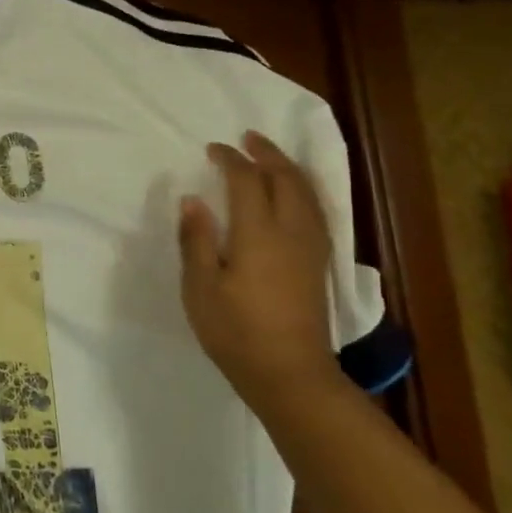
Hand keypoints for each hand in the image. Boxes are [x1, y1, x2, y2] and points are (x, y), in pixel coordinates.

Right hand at [179, 131, 343, 402]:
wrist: (289, 374)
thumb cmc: (235, 331)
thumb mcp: (200, 287)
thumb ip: (196, 240)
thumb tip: (193, 200)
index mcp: (258, 234)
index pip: (247, 181)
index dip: (230, 160)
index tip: (213, 149)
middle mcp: (291, 232)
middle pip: (285, 179)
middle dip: (266, 154)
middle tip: (248, 138)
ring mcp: (310, 248)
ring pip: (306, 193)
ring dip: (288, 168)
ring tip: (270, 157)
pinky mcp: (318, 264)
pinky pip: (315, 210)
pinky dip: (302, 190)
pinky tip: (293, 194)